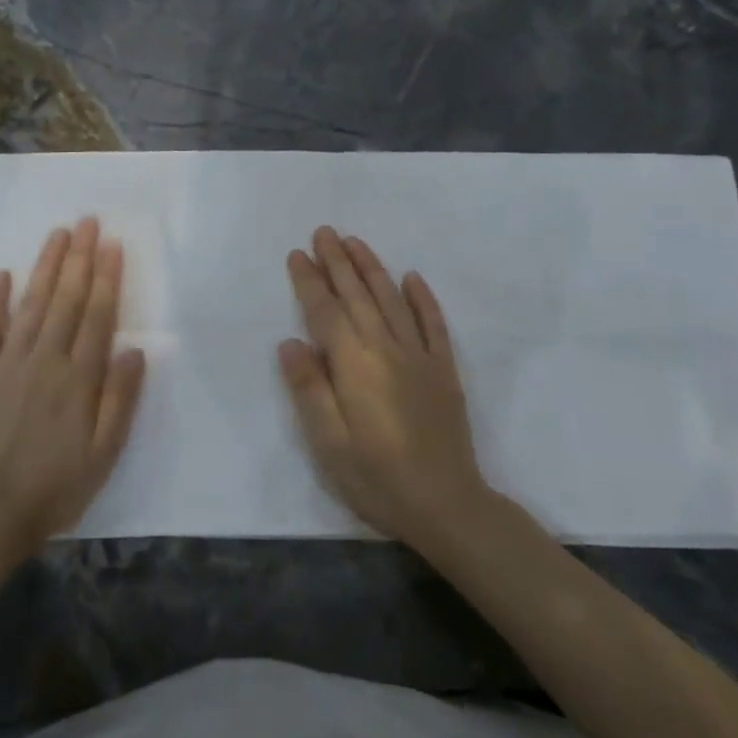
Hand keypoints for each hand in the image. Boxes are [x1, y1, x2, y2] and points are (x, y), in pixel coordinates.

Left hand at [0, 217, 146, 556]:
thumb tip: (135, 350)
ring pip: (31, 304)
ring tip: (58, 235)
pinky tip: (4, 274)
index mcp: (79, 378)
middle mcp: (45, 359)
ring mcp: (8, 363)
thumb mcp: (104, 452)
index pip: (97, 316)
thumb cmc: (56, 484)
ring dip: (45, 267)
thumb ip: (120, 399)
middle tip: (87, 222)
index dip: (106, 278)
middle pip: (66, 300)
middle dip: (79, 258)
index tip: (112, 245)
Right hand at [278, 227, 486, 545]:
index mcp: (355, 366)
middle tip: (324, 231)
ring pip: (392, 301)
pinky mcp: (444, 372)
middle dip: (338, 262)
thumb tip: (290, 342)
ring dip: (372, 268)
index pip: (326, 313)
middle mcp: (387, 350)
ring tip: (355, 242)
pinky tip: (413, 278)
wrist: (448, 506)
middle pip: (358, 296)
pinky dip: (423, 299)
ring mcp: (421, 358)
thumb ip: (309, 389)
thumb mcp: (328, 444)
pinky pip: (434, 325)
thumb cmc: (377, 479)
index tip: (297, 254)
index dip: (310, 282)